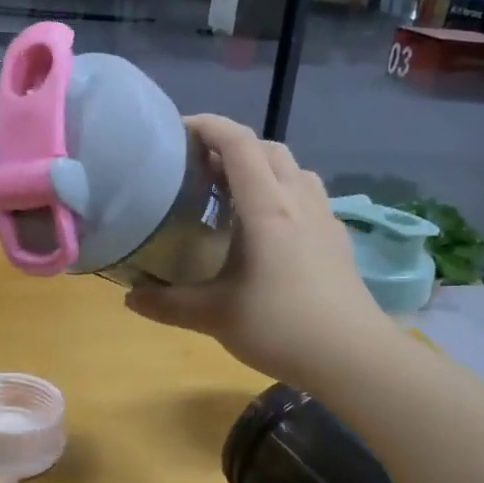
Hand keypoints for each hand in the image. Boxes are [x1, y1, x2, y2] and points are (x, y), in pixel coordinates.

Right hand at [125, 114, 384, 387]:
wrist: (353, 356)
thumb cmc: (282, 327)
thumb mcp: (215, 317)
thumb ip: (168, 304)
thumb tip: (130, 298)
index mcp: (267, 207)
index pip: (238, 143)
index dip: (208, 126)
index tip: (178, 131)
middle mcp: (298, 200)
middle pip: (267, 148)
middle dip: (232, 146)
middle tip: (201, 168)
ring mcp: (324, 217)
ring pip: (293, 169)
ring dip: (263, 166)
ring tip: (235, 193)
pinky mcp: (338, 239)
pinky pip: (308, 196)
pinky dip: (283, 192)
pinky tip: (270, 228)